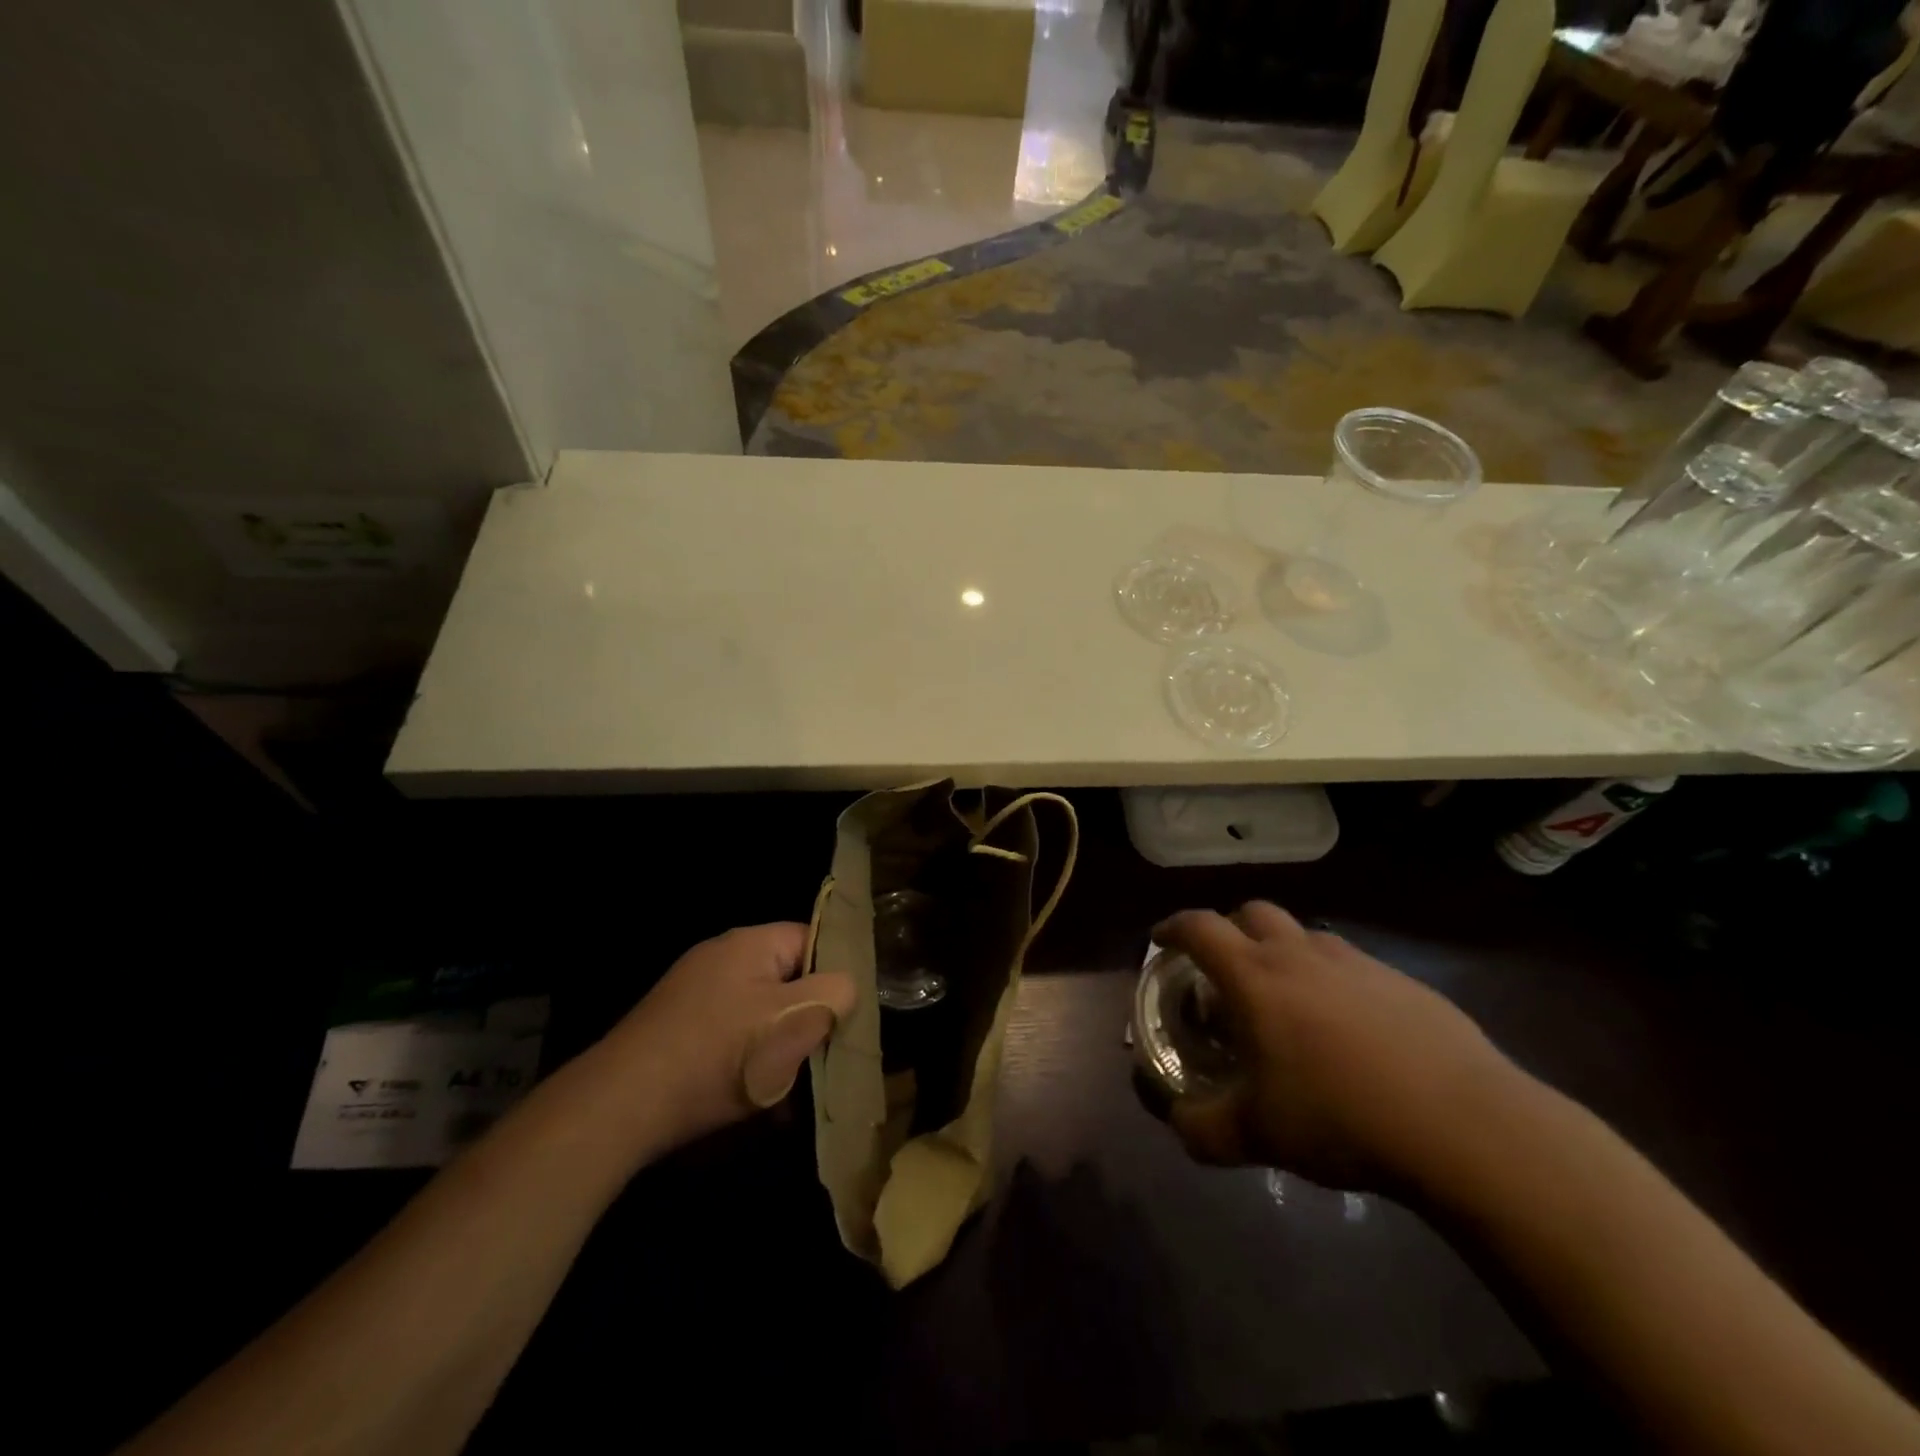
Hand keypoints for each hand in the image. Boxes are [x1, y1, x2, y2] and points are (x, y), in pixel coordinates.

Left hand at [599, 923, 855, 1154]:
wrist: (621, 1106)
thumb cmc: (719, 1054)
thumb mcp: (793, 1021)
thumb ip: (834, 994)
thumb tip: (845, 988)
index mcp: (750, 943)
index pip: (812, 940)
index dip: (835, 974)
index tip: (848, 1014)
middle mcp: (721, 958)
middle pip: (786, 979)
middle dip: (806, 1018)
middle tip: (821, 1056)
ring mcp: (695, 994)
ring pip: (760, 1014)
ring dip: (779, 1048)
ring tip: (792, 1091)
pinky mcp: (677, 1028)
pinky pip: (730, 1037)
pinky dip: (748, 1062)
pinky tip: (756, 1103)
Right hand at [1153, 902, 1524, 1192]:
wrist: (1465, 1126)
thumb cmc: (1341, 1118)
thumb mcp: (1257, 1136)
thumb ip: (1203, 1129)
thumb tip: (1178, 1124)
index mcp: (1256, 976)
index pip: (1199, 927)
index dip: (1173, 928)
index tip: (1162, 940)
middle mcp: (1302, 954)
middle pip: (1253, 912)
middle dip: (1231, 929)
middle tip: (1227, 969)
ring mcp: (1358, 963)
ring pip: (1307, 936)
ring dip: (1286, 953)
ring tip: (1290, 1003)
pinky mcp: (1405, 983)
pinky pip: (1353, 967)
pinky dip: (1335, 982)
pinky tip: (1353, 1033)